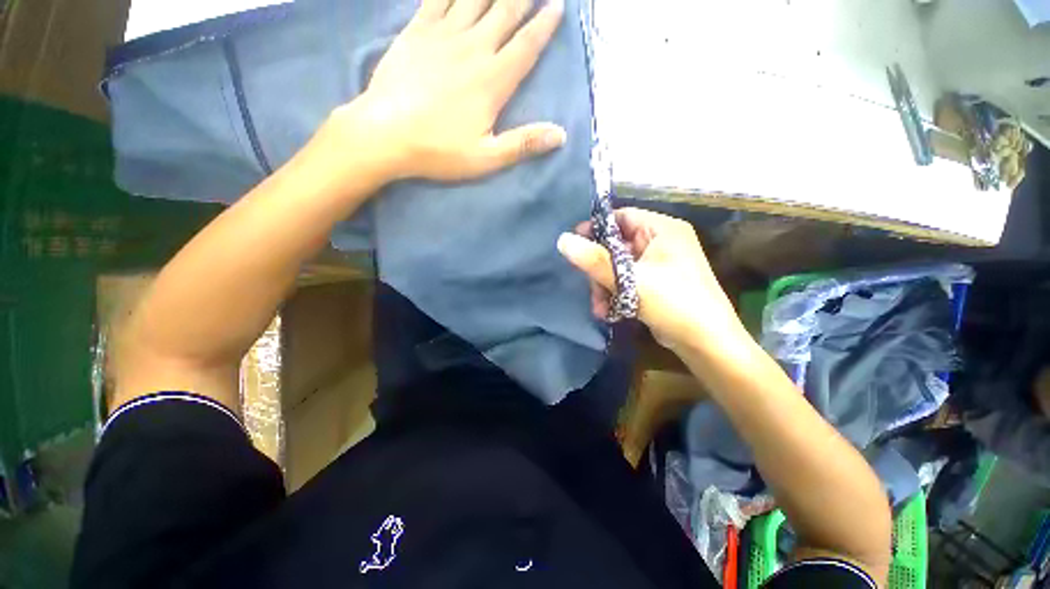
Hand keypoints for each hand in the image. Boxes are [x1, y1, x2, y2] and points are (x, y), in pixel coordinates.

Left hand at [341, 0, 566, 181]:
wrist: (385, 134)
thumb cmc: (439, 151)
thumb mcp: (486, 158)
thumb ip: (522, 144)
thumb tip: (560, 135)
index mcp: (492, 81)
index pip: (526, 46)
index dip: (544, 25)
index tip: (557, 6)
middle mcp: (473, 50)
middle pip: (504, 13)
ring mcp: (443, 36)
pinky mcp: (417, 32)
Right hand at [557, 208, 746, 352]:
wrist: (706, 343)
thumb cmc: (673, 302)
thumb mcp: (629, 279)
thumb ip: (594, 260)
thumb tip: (562, 240)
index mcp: (662, 230)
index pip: (622, 217)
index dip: (596, 229)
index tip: (574, 246)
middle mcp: (662, 243)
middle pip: (617, 246)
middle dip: (599, 269)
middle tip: (590, 287)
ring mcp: (659, 265)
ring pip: (618, 267)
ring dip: (604, 286)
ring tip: (600, 308)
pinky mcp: (655, 285)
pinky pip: (627, 281)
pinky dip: (616, 294)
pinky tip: (609, 312)